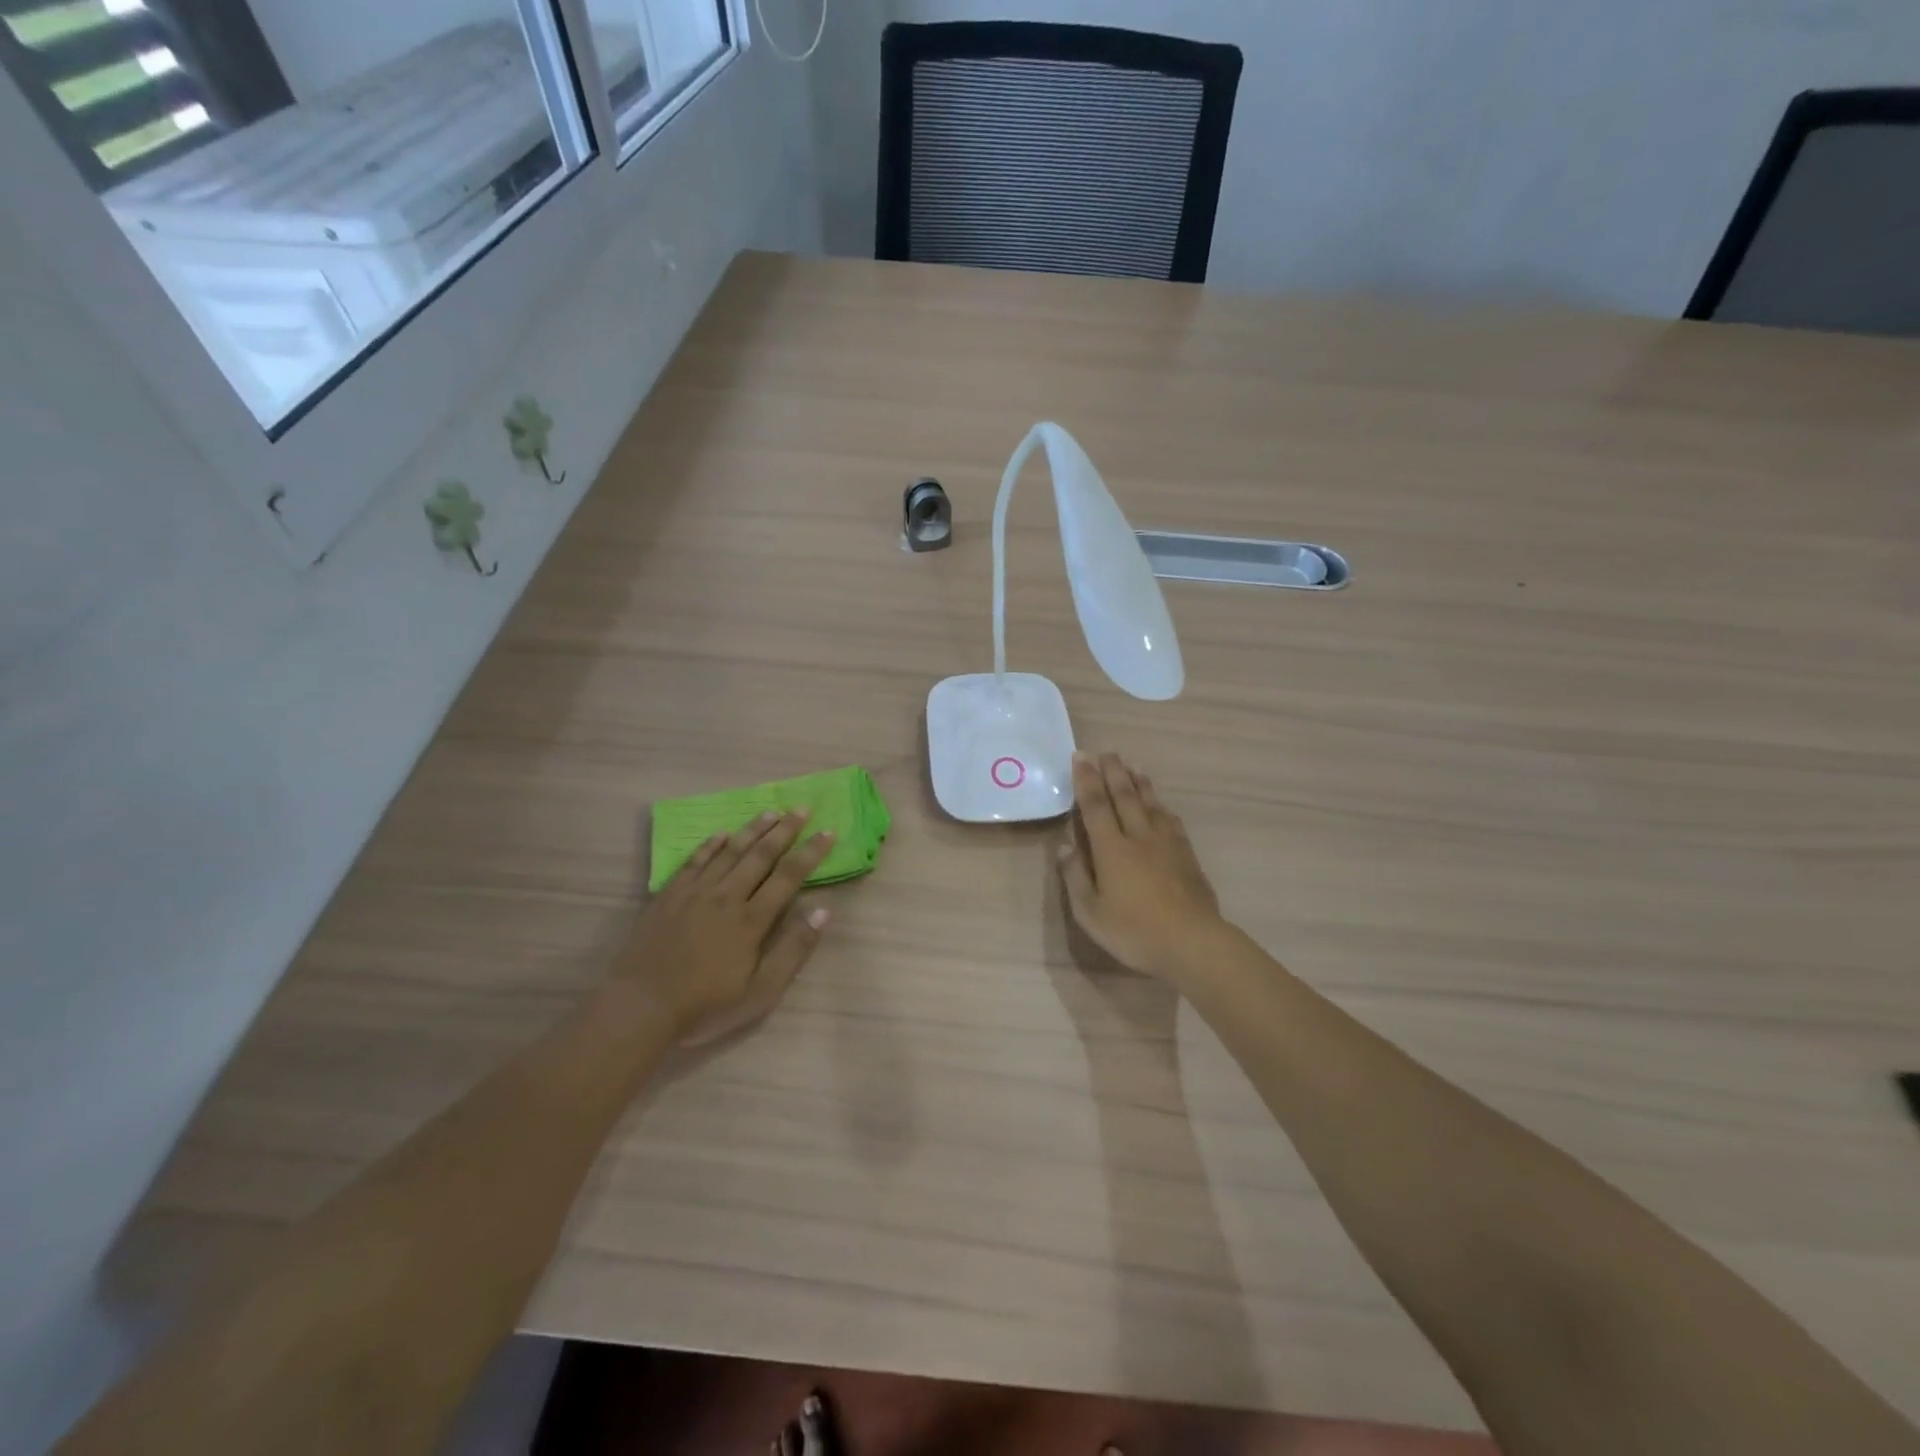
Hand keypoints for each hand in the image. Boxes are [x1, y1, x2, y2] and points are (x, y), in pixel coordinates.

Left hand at [617, 811, 834, 1045]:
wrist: (639, 1007)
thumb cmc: (705, 1006)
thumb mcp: (761, 992)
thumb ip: (794, 950)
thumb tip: (824, 911)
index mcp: (751, 920)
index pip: (789, 876)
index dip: (810, 852)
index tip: (828, 831)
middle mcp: (726, 896)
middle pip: (760, 856)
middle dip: (785, 830)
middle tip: (801, 808)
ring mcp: (694, 893)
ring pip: (729, 852)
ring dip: (752, 830)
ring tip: (770, 812)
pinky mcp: (668, 896)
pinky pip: (694, 862)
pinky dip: (710, 845)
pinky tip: (721, 834)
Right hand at [1059, 753, 1225, 979]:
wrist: (1193, 943)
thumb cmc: (1135, 932)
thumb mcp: (1091, 914)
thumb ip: (1075, 878)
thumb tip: (1065, 847)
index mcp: (1111, 849)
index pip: (1095, 806)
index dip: (1086, 780)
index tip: (1080, 757)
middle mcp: (1138, 837)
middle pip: (1124, 796)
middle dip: (1113, 772)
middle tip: (1105, 752)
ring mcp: (1166, 844)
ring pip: (1150, 804)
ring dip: (1139, 782)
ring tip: (1132, 765)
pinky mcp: (1187, 855)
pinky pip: (1171, 821)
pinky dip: (1162, 806)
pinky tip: (1161, 804)